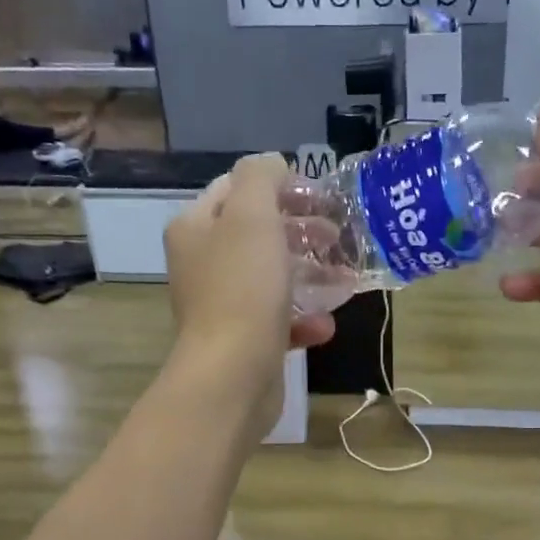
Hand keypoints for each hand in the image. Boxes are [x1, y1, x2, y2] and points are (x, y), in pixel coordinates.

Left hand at [163, 155, 335, 441]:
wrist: (232, 374)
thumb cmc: (242, 288)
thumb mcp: (251, 215)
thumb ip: (261, 177)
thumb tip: (273, 164)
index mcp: (195, 228)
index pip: (236, 189)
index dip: (280, 186)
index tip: (321, 197)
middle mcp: (203, 263)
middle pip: (258, 233)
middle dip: (301, 231)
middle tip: (337, 235)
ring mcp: (222, 304)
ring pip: (272, 277)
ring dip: (311, 274)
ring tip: (344, 277)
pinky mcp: (243, 340)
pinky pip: (278, 319)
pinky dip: (304, 319)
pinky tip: (326, 324)